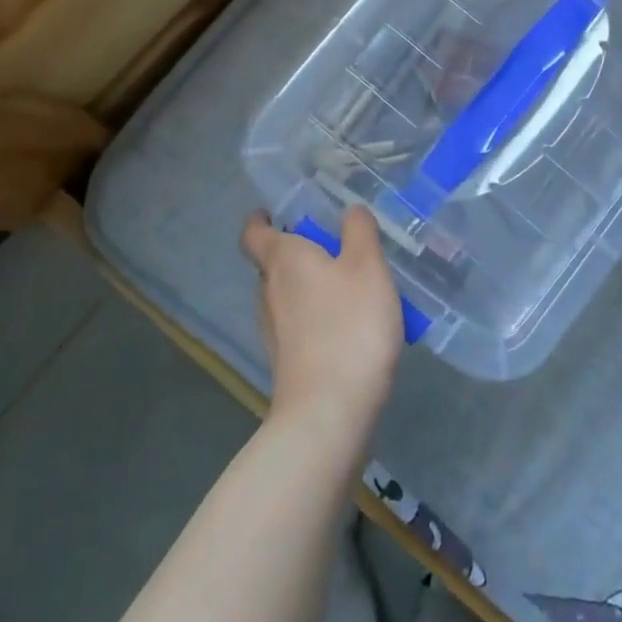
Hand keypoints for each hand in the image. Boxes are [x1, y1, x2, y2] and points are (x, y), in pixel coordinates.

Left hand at [239, 207, 402, 443]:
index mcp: (283, 259)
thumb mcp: (368, 266)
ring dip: (310, 286)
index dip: (261, 220)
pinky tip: (349, 325)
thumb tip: (350, 210)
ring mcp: (274, 330)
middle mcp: (268, 291)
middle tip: (334, 247)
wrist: (330, 411)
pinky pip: (298, 325)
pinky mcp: (286, 361)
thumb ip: (359, 232)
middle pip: (273, 263)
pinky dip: (316, 317)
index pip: (254, 232)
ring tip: (349, 285)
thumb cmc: (349, 325)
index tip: (277, 213)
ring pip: (286, 295)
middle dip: (298, 252)